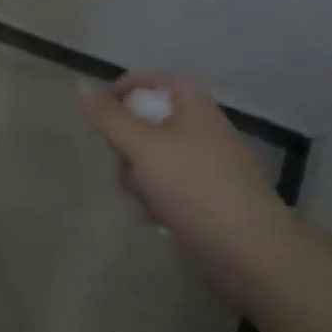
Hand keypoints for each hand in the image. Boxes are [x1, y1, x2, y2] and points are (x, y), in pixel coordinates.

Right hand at [79, 72, 290, 282]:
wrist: (250, 251)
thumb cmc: (195, 188)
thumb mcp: (144, 148)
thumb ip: (110, 118)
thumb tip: (80, 84)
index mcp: (194, 107)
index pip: (156, 80)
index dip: (126, 88)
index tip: (100, 113)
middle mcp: (201, 131)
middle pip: (149, 122)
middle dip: (127, 144)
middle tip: (125, 162)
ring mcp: (204, 166)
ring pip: (153, 159)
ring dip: (138, 177)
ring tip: (144, 198)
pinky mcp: (205, 199)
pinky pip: (167, 188)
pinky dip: (155, 198)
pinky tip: (155, 218)